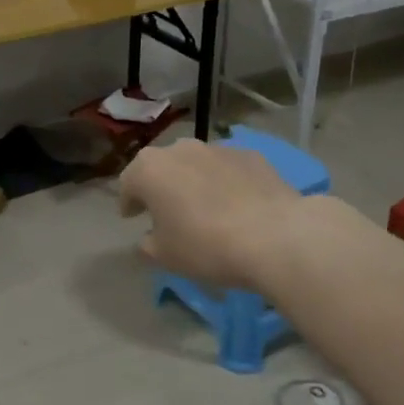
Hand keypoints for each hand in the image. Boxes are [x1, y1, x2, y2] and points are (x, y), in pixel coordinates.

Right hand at [118, 139, 305, 290]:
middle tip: (166, 212)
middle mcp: (179, 149)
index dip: (129, 203)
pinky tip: (237, 206)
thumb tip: (150, 237)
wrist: (275, 237)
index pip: (128, 184)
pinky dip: (225, 183)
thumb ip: (148, 244)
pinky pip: (227, 169)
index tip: (132, 218)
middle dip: (160, 187)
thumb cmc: (206, 245)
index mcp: (149, 169)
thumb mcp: (165, 256)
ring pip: (195, 165)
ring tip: (205, 209)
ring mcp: (217, 148)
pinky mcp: (251, 156)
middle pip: (161, 167)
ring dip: (193, 182)